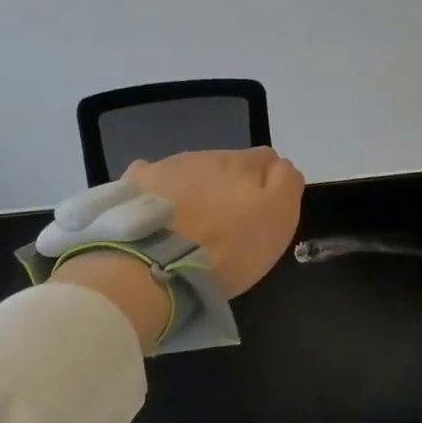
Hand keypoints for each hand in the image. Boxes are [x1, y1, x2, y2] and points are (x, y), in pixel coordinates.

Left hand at [123, 148, 304, 298]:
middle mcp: (204, 155)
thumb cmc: (227, 248)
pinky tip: (157, 216)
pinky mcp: (135, 183)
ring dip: (196, 191)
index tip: (261, 215)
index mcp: (242, 163)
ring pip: (190, 171)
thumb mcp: (278, 218)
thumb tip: (281, 167)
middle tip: (226, 226)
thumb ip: (286, 183)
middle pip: (226, 165)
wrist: (155, 266)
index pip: (266, 159)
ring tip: (189, 228)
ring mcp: (166, 166)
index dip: (269, 184)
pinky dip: (158, 193)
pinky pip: (152, 179)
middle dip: (229, 188)